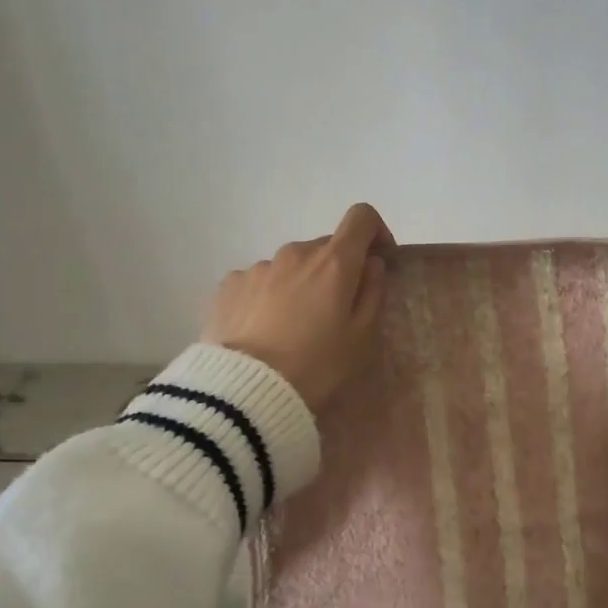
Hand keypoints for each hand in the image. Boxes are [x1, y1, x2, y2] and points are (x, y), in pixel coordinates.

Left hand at [201, 204, 393, 411]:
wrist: (246, 390)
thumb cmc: (317, 365)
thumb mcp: (362, 338)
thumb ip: (373, 293)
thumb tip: (371, 264)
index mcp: (334, 262)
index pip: (361, 218)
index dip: (375, 232)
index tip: (377, 260)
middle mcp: (295, 253)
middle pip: (325, 248)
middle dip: (336, 270)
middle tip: (334, 313)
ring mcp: (259, 267)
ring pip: (290, 266)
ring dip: (300, 285)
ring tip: (293, 329)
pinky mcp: (229, 285)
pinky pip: (260, 282)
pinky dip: (268, 297)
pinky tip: (263, 332)